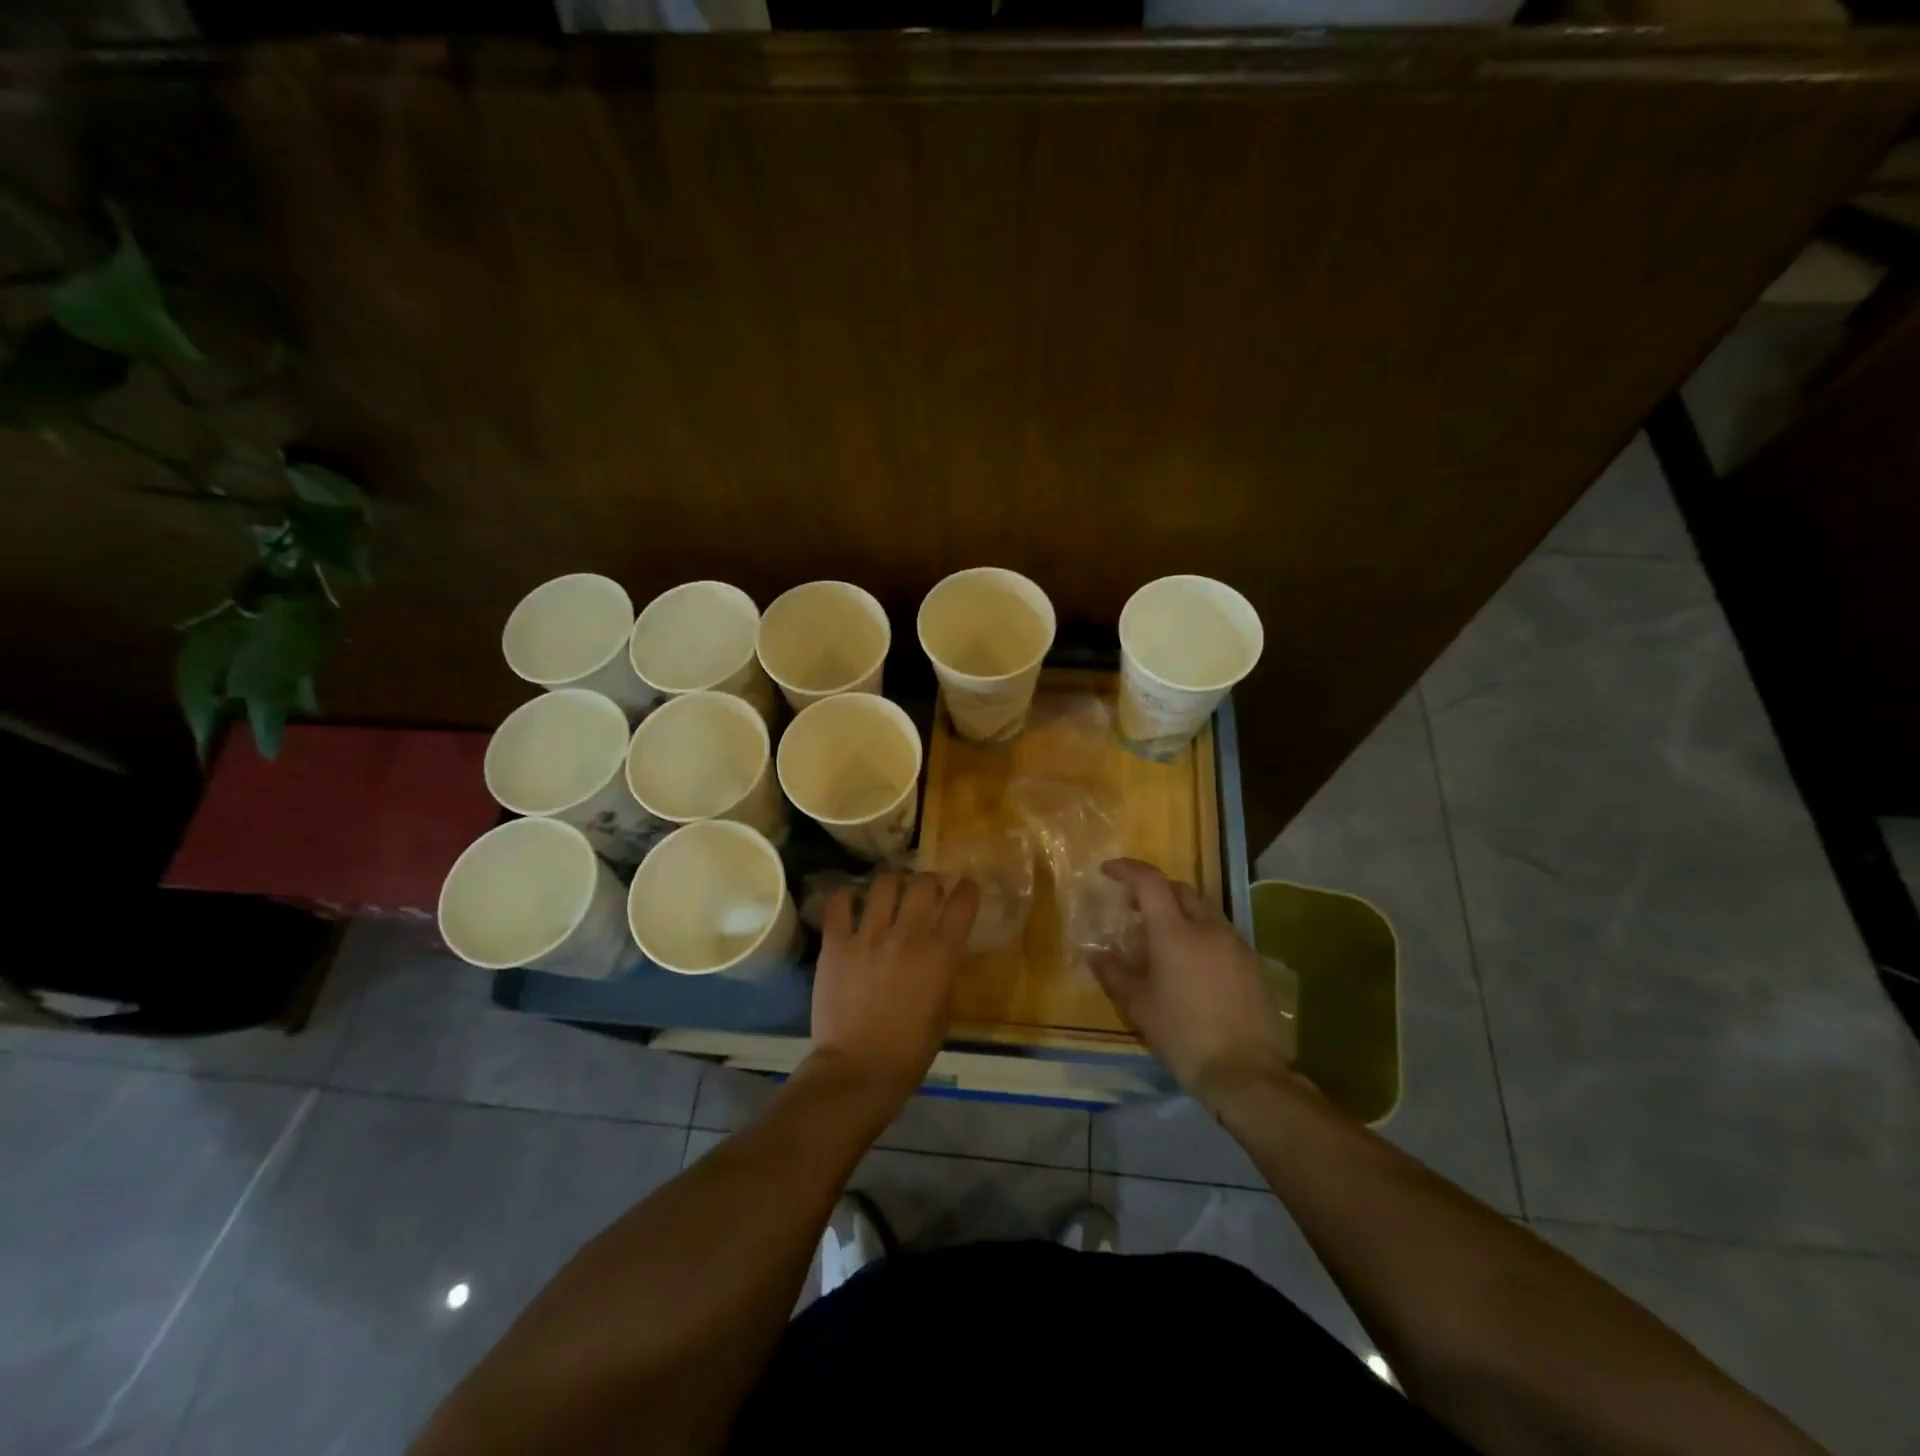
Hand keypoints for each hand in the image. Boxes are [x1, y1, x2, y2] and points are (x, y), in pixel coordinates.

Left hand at [807, 872, 979, 1110]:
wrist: (858, 1071)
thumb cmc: (910, 1051)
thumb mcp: (943, 1011)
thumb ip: (944, 973)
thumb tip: (940, 952)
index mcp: (941, 955)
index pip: (962, 902)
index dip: (966, 889)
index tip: (964, 889)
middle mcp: (908, 936)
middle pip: (923, 884)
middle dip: (929, 881)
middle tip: (926, 890)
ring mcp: (869, 937)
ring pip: (884, 884)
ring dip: (892, 883)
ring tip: (889, 892)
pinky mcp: (836, 944)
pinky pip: (840, 904)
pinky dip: (847, 897)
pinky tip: (851, 901)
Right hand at [1089, 858, 1294, 1111]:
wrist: (1247, 1073)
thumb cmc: (1184, 1035)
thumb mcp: (1139, 1007)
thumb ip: (1114, 975)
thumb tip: (1096, 956)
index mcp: (1174, 931)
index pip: (1149, 881)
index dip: (1127, 869)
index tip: (1108, 871)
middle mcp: (1207, 926)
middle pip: (1179, 889)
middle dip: (1154, 891)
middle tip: (1133, 908)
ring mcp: (1235, 943)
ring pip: (1203, 911)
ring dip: (1180, 913)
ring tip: (1163, 939)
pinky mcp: (1253, 964)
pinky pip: (1221, 934)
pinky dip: (1201, 935)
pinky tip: (1193, 965)